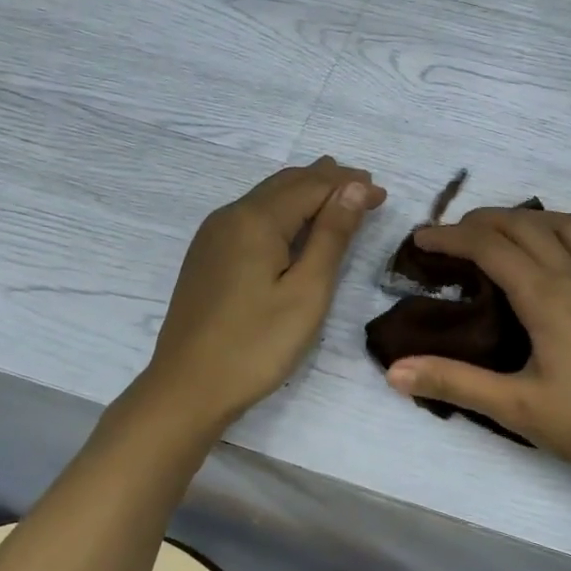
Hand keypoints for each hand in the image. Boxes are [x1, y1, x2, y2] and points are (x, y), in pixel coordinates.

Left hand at [142, 158, 385, 431]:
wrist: (187, 388)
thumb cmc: (256, 345)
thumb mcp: (307, 292)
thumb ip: (331, 236)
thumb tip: (352, 187)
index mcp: (256, 220)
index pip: (312, 186)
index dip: (349, 185)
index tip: (383, 195)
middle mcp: (230, 216)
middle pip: (286, 184)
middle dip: (328, 181)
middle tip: (365, 187)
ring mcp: (212, 236)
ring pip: (266, 198)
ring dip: (304, 193)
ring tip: (337, 196)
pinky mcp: (207, 257)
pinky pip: (251, 217)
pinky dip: (282, 211)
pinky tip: (295, 226)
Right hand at [385, 208, 570, 491]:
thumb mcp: (515, 407)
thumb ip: (454, 383)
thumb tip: (395, 371)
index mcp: (546, 296)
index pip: (489, 247)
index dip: (450, 237)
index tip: (420, 239)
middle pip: (526, 225)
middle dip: (483, 221)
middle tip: (452, 236)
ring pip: (569, 226)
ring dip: (531, 220)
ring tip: (505, 235)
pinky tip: (569, 254)